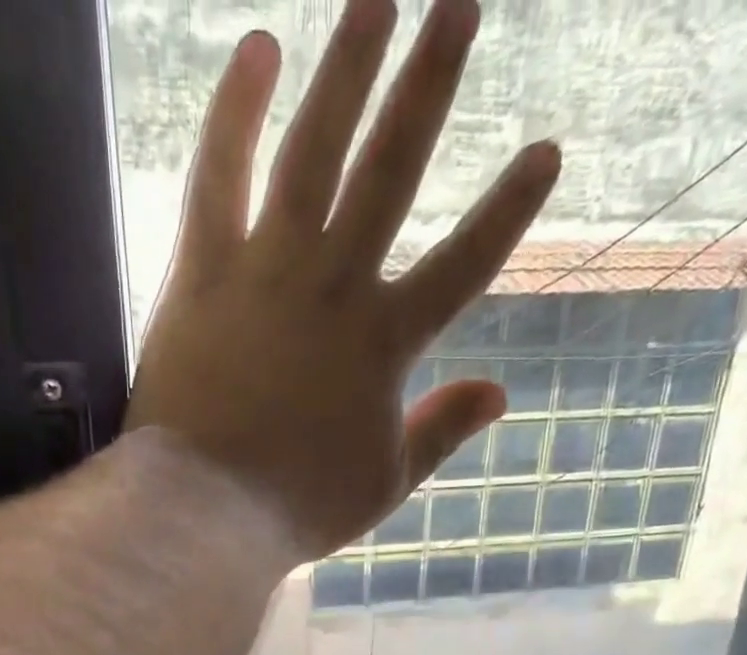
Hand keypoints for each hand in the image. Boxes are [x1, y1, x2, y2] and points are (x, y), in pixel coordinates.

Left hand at [125, 0, 561, 558]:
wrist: (208, 511)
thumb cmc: (297, 507)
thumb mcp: (385, 485)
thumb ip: (441, 433)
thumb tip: (500, 393)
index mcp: (385, 344)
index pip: (465, 264)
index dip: (508, 209)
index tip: (545, 151)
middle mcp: (334, 287)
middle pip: (393, 170)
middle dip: (430, 85)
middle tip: (459, 4)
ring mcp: (266, 271)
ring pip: (314, 150)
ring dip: (348, 67)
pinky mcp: (201, 273)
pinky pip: (217, 176)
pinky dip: (233, 111)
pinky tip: (257, 50)